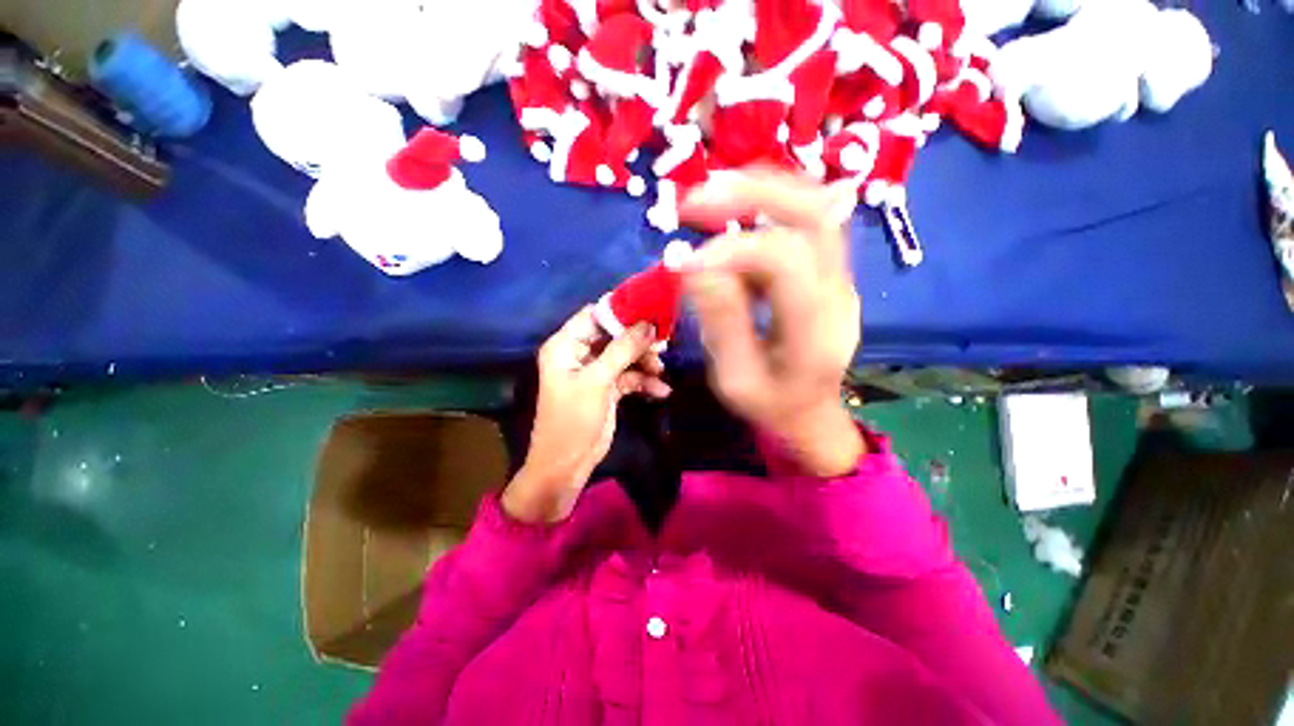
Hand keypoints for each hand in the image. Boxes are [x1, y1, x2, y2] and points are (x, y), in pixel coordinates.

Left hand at [502, 307, 669, 522]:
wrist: (567, 465)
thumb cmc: (573, 419)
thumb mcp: (597, 381)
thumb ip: (623, 350)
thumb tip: (648, 324)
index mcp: (565, 346)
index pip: (593, 316)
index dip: (620, 311)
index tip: (650, 309)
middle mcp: (579, 354)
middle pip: (613, 335)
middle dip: (638, 340)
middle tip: (663, 342)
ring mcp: (595, 372)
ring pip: (625, 356)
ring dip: (644, 362)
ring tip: (661, 370)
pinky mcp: (607, 388)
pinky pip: (629, 377)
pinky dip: (644, 382)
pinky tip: (661, 391)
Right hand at [680, 169, 865, 475]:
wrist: (811, 413)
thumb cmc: (770, 404)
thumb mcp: (735, 379)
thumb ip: (720, 325)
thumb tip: (694, 266)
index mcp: (815, 329)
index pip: (783, 260)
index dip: (731, 250)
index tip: (687, 264)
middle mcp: (837, 292)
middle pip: (813, 213)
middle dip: (752, 192)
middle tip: (698, 198)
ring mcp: (840, 278)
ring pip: (813, 208)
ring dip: (760, 193)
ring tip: (709, 200)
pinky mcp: (829, 274)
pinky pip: (803, 225)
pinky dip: (764, 211)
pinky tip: (732, 221)